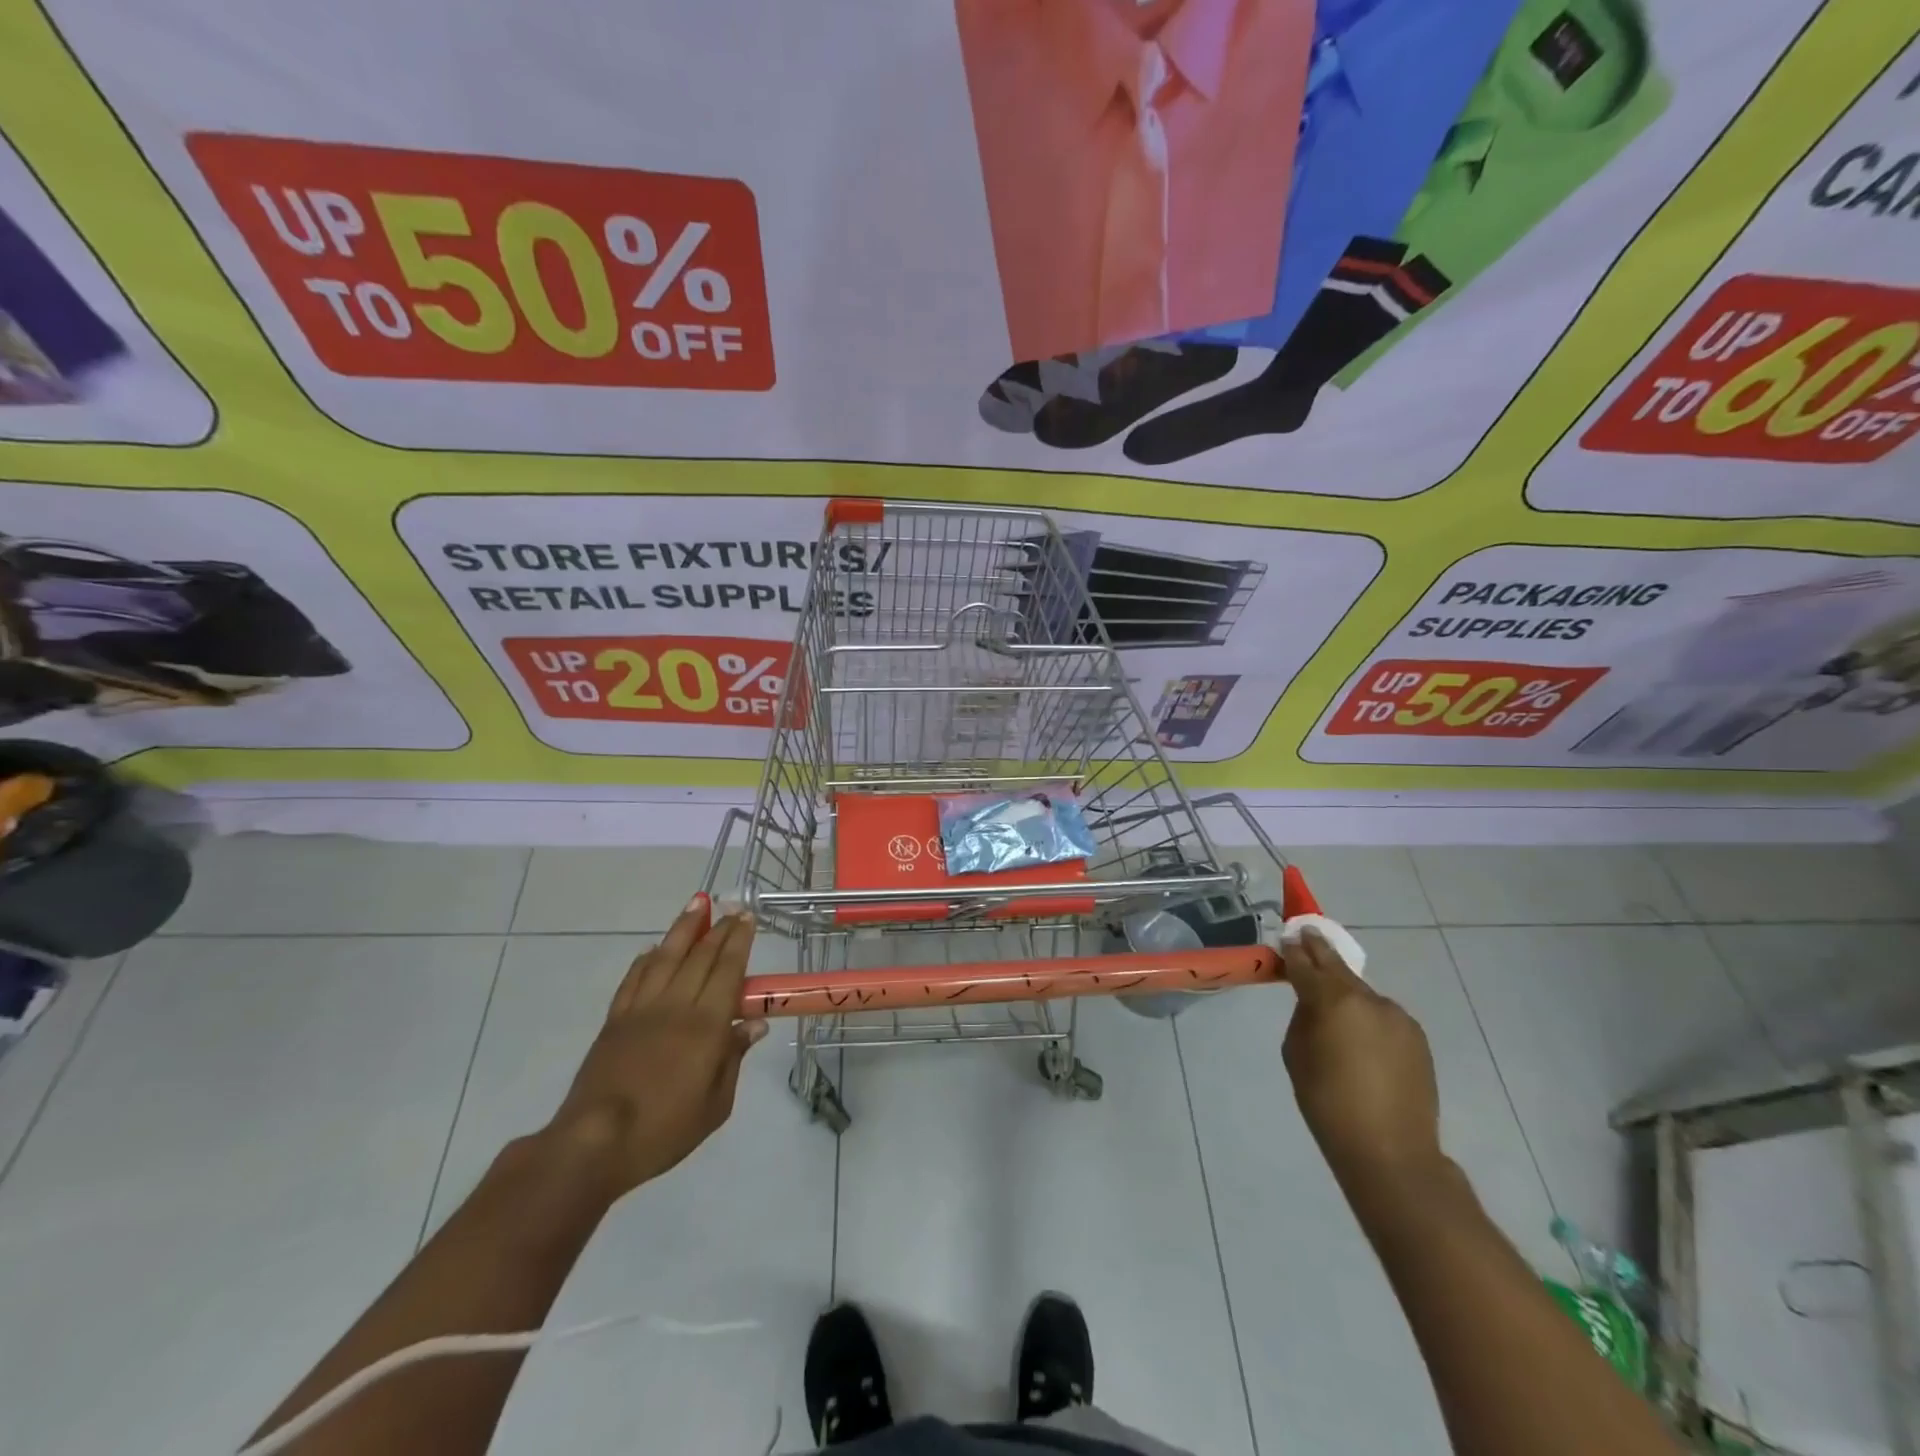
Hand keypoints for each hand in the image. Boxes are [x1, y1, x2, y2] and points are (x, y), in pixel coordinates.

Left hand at [545, 895, 768, 1201]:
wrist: (595, 1142)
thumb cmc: (664, 1129)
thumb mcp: (716, 1105)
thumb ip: (734, 1058)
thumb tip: (754, 1024)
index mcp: (706, 1025)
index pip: (728, 970)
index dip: (739, 941)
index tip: (747, 918)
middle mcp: (676, 1006)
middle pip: (700, 957)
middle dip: (718, 928)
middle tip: (731, 906)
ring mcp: (642, 1009)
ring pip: (665, 957)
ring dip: (683, 928)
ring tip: (696, 903)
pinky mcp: (615, 1020)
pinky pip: (633, 979)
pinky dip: (645, 959)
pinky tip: (652, 948)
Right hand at [1282, 927, 1443, 1193]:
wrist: (1391, 1152)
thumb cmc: (1328, 1103)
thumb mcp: (1296, 1056)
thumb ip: (1303, 1018)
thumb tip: (1313, 1004)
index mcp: (1333, 1001)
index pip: (1306, 963)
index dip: (1294, 949)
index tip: (1288, 936)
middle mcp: (1368, 999)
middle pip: (1338, 967)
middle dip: (1320, 952)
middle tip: (1307, 935)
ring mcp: (1397, 1017)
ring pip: (1362, 994)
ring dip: (1346, 993)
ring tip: (1334, 1009)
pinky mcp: (1416, 1037)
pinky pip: (1382, 1017)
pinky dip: (1367, 1018)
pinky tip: (1361, 1040)